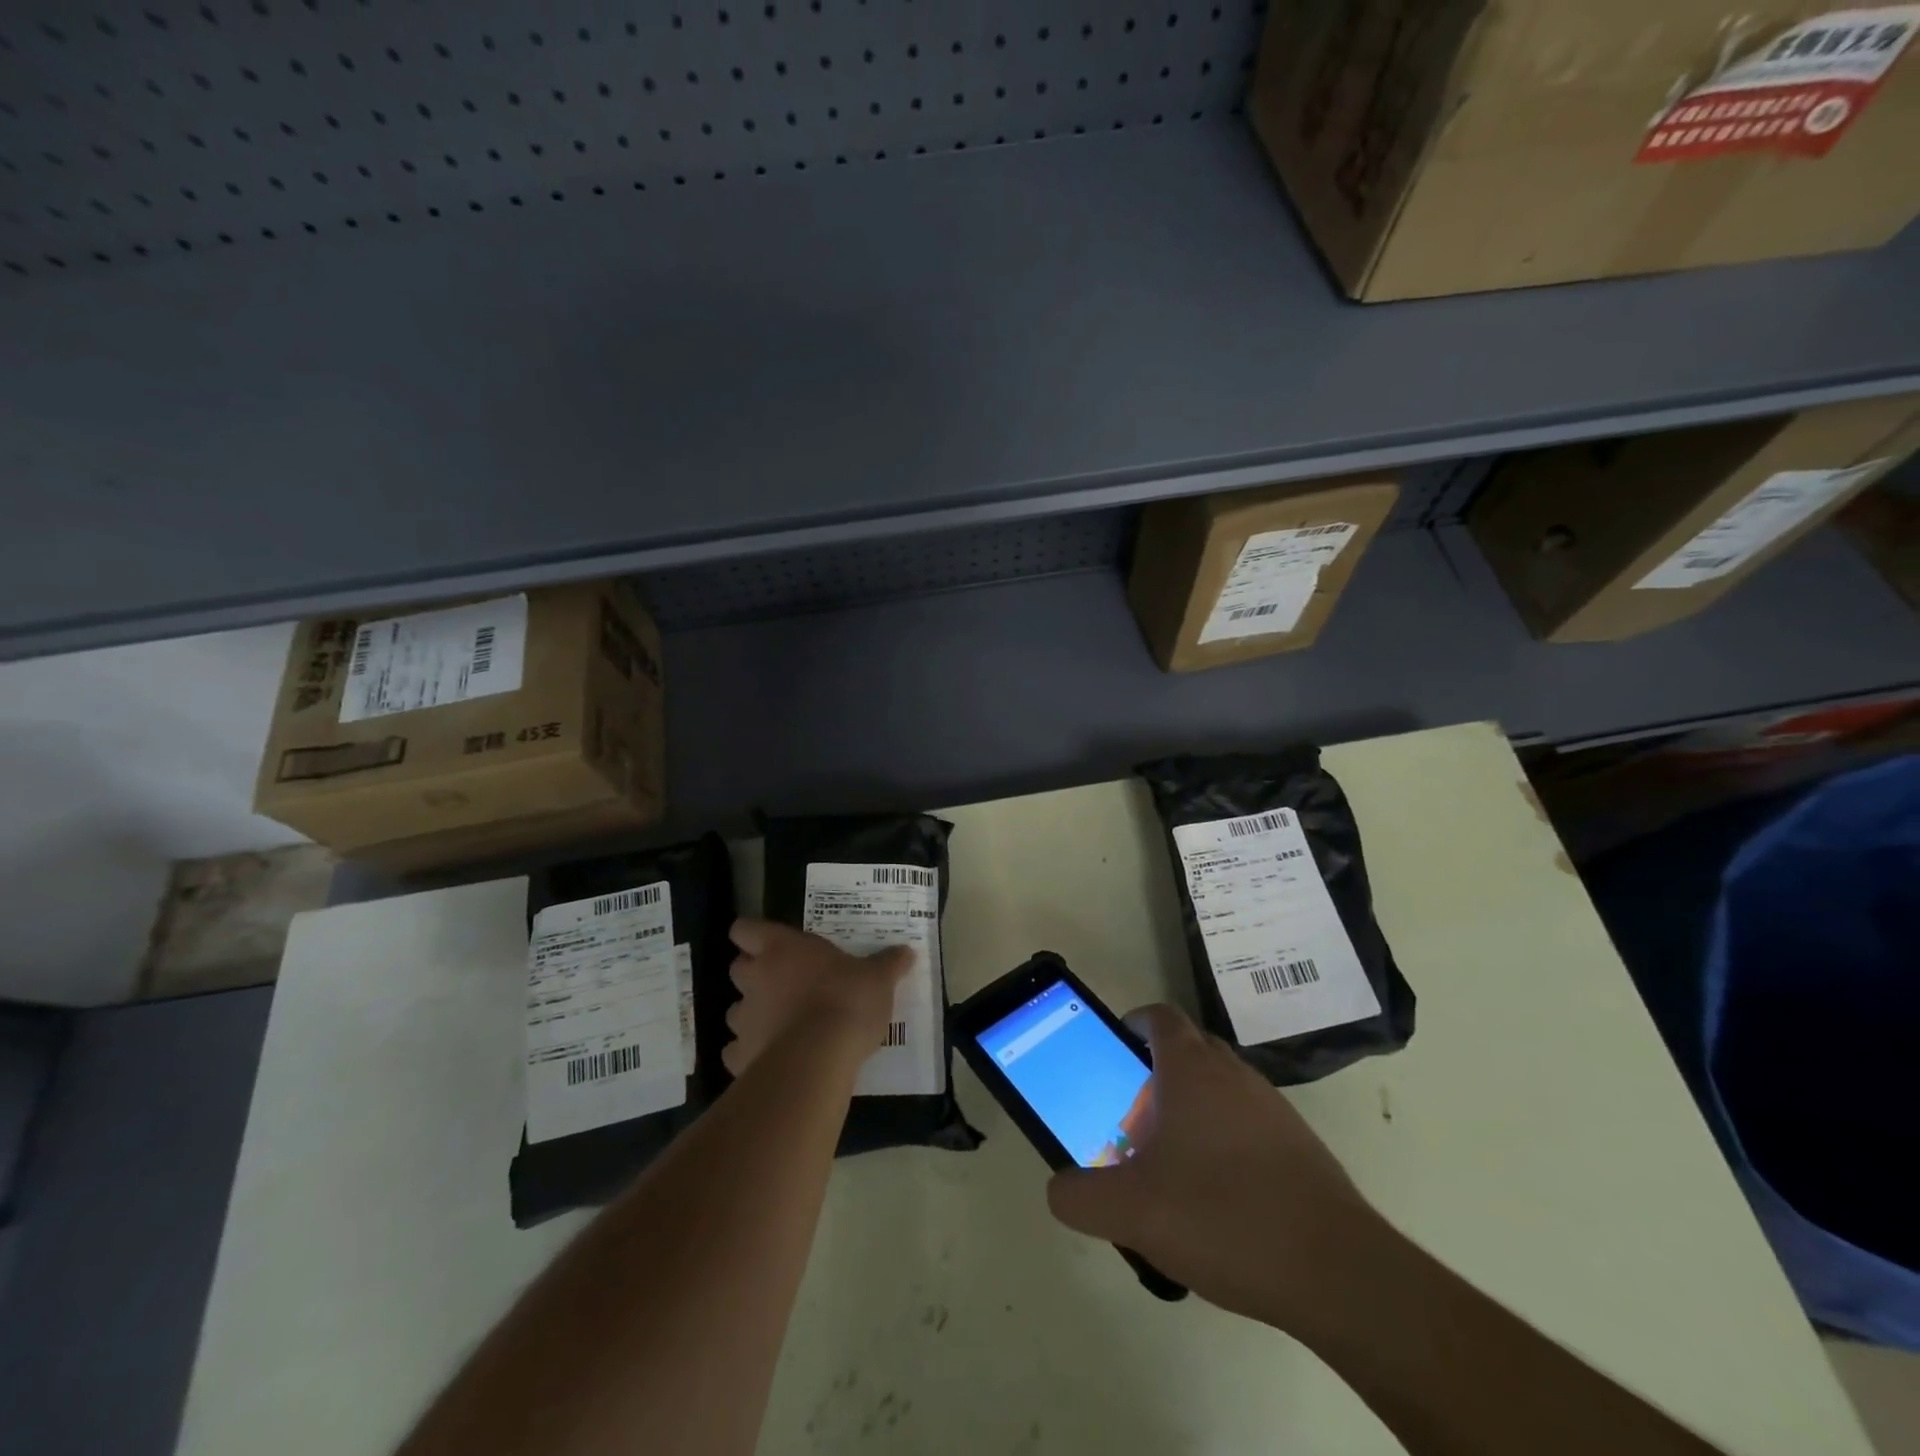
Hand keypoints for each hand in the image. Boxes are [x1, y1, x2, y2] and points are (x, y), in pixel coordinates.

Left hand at [723, 919, 909, 1076]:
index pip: (746, 929)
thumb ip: (888, 964)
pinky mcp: (740, 1057)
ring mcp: (744, 1019)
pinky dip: (749, 1055)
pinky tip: (771, 1060)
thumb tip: (907, 951)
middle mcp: (756, 978)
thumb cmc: (846, 1001)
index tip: (768, 943)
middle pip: (738, 967)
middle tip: (782, 983)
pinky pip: (737, 1052)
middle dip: (754, 974)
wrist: (819, 1059)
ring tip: (780, 1025)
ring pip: (735, 1011)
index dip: (752, 934)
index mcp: (781, 948)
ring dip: (753, 1015)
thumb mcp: (878, 979)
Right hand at [1046, 1003, 1383, 1330]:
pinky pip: (1248, 1123)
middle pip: (1189, 1048)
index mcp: (1191, 1069)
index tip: (1115, 1050)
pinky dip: (1224, 1139)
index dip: (1133, 1024)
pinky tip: (1217, 1198)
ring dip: (1191, 1108)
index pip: (1159, 1017)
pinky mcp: (1300, 1146)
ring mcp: (1273, 1108)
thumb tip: (1060, 1189)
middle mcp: (1233, 1074)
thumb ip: (1079, 1197)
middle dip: (1156, 1071)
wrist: (1337, 1271)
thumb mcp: (1130, 1212)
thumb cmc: (1222, 1216)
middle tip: (1133, 1115)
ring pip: (1220, 1087)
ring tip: (1171, 1163)